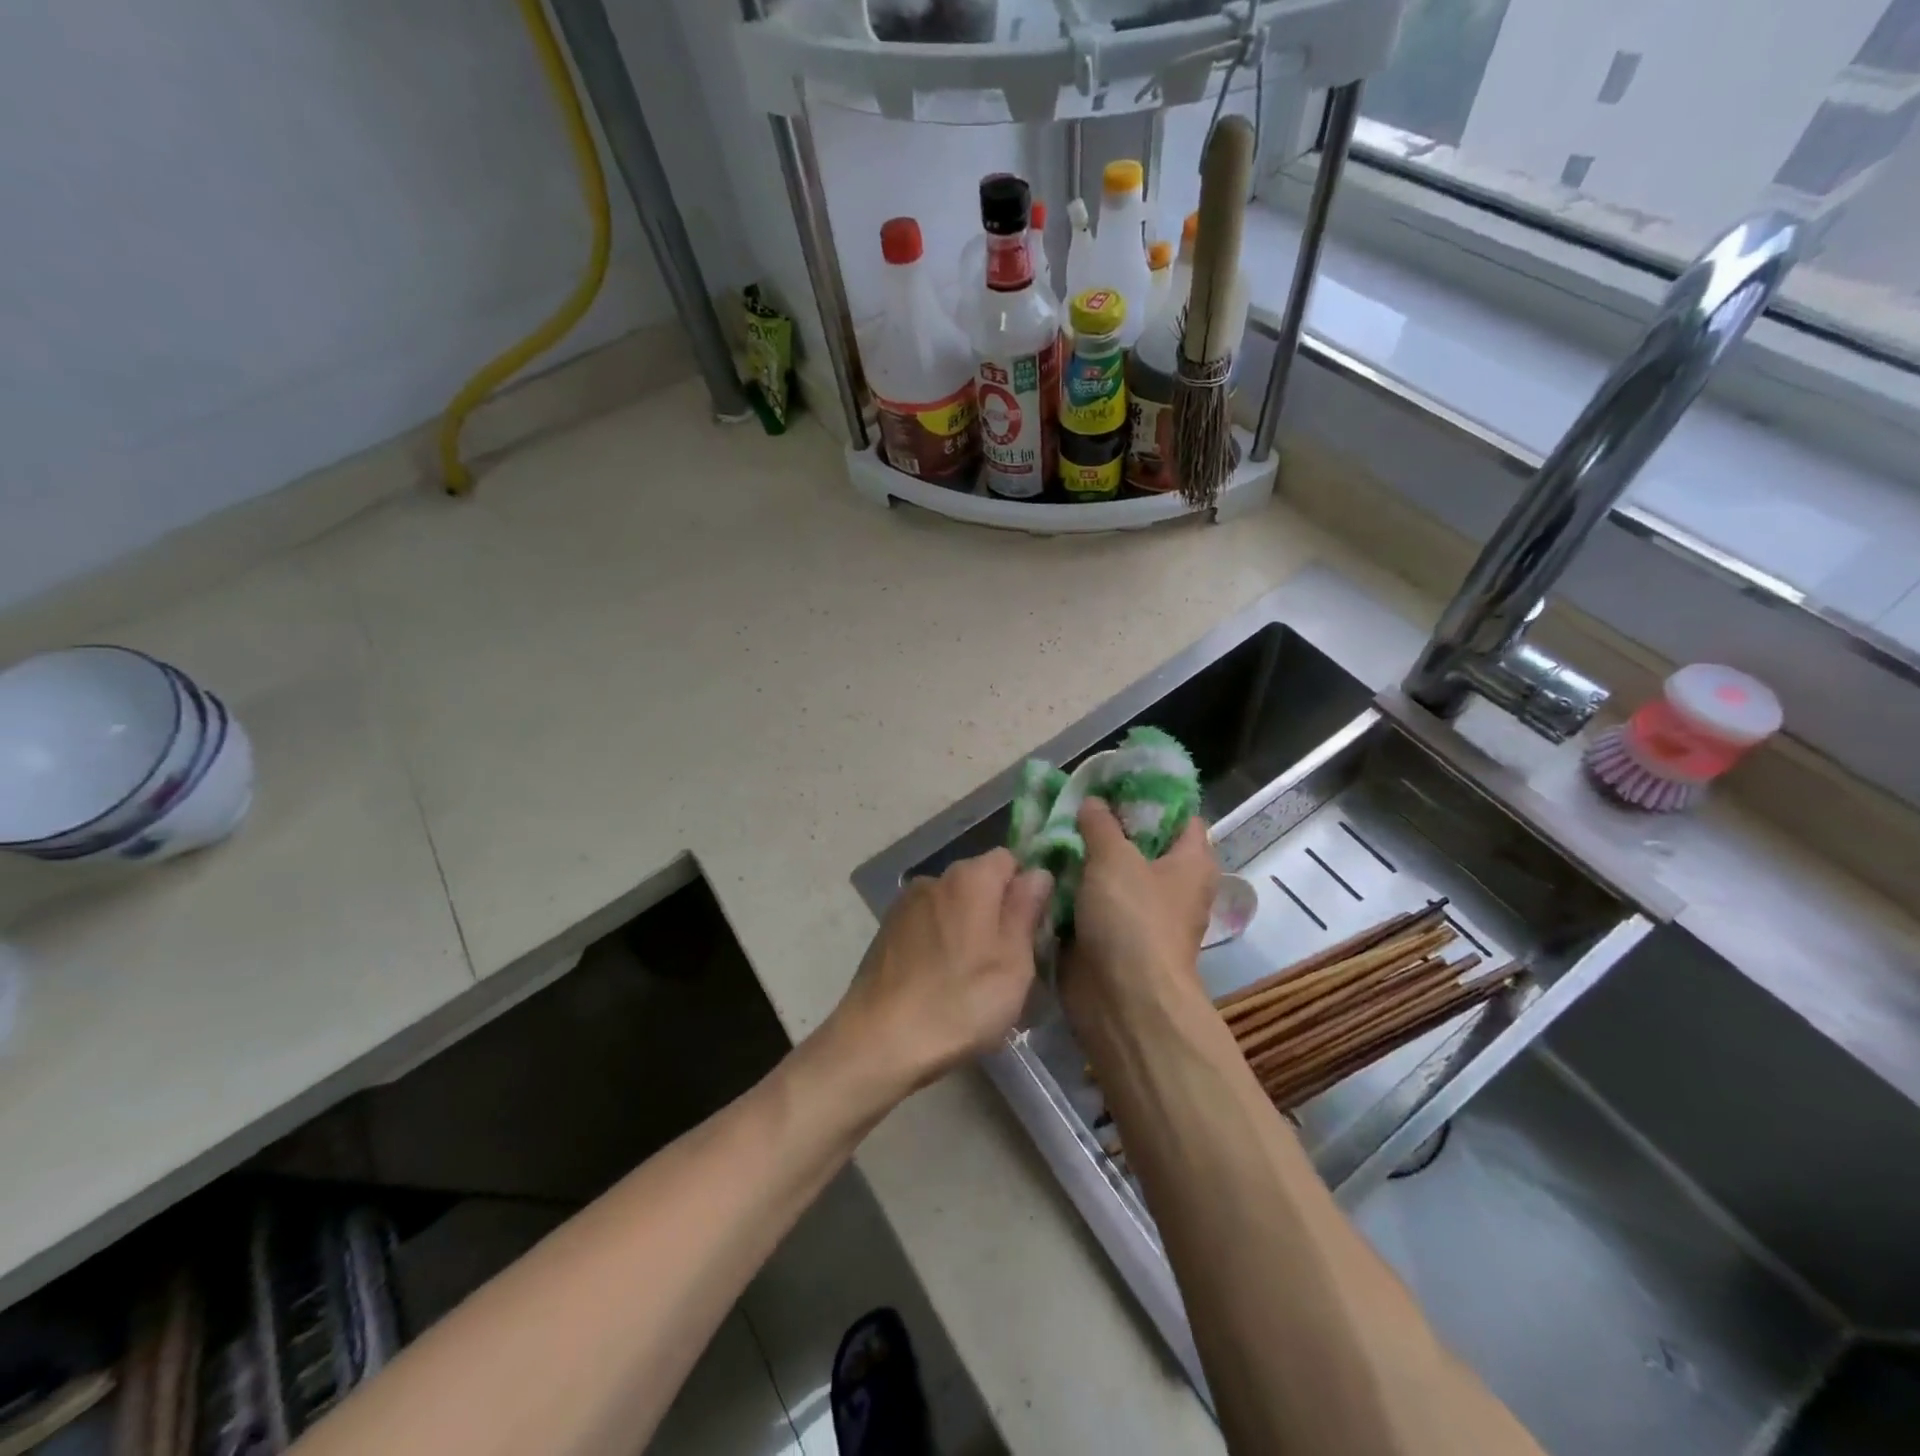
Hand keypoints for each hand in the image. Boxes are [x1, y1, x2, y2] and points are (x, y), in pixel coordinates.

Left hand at [829, 848, 1052, 1097]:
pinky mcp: (886, 931)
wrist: (880, 1040)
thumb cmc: (960, 1002)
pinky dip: (939, 943)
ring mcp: (905, 904)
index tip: (1032, 930)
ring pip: (952, 906)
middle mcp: (935, 879)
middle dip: (996, 912)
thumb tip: (1038, 873)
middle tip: (1007, 962)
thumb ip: (1026, 910)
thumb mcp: (1013, 962)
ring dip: (966, 929)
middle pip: (979, 882)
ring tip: (971, 978)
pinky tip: (939, 982)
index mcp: (970, 878)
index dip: (1025, 891)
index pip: (1010, 861)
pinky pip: (927, 926)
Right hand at [1062, 799, 1217, 1003]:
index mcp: (1190, 861)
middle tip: (1070, 802)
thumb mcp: (1115, 858)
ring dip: (1082, 856)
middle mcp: (1170, 885)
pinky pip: (1090, 901)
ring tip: (1048, 828)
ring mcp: (1139, 912)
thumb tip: (1093, 803)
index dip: (1150, 793)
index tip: (1112, 779)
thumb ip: (1101, 824)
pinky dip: (1071, 887)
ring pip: (1109, 872)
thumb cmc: (1133, 920)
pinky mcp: (1111, 935)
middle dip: (1105, 823)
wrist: (1123, 1001)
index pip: (1179, 814)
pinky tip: (1043, 865)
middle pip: (1139, 842)